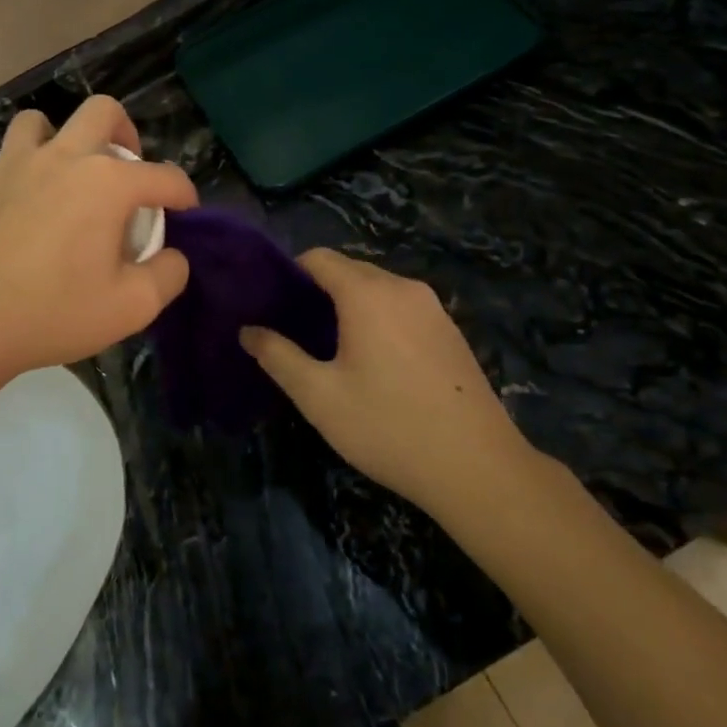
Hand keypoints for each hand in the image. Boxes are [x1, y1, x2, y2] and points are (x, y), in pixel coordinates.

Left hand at [0, 96, 197, 390]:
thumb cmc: (52, 314)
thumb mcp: (131, 308)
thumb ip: (168, 275)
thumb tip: (174, 255)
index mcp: (106, 183)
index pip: (163, 176)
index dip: (183, 192)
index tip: (185, 210)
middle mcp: (61, 157)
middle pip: (102, 111)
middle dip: (125, 132)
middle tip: (125, 167)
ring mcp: (9, 164)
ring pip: (39, 123)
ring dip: (59, 141)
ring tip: (63, 175)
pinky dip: (12, 174)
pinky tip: (12, 204)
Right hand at [241, 250, 537, 515]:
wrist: (477, 467)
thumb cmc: (388, 427)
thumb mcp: (320, 397)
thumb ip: (279, 357)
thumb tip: (248, 330)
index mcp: (367, 294)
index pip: (319, 258)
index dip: (290, 273)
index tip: (273, 304)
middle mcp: (403, 288)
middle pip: (350, 270)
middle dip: (319, 290)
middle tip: (295, 329)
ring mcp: (433, 308)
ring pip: (379, 289)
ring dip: (350, 305)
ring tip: (331, 347)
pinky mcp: (452, 331)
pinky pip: (403, 308)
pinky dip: (380, 319)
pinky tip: (375, 362)